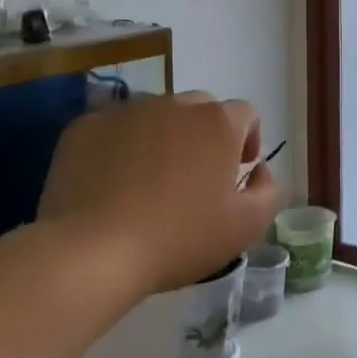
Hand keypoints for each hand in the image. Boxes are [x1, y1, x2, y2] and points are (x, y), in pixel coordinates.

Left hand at [35, 92, 282, 298]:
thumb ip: (270, 191)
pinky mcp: (86, 126)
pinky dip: (120, 147)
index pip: (246, 114)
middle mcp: (175, 103)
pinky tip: (111, 185)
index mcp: (218, 122)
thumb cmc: (178, 238)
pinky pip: (115, 129)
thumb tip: (260, 171)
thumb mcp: (246, 227)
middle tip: (193, 180)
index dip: (247, 140)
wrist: (91, 253)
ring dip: (162, 139)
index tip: (236, 174)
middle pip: (201, 110)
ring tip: (148, 183)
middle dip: (204, 137)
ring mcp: (127, 110)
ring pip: (156, 117)